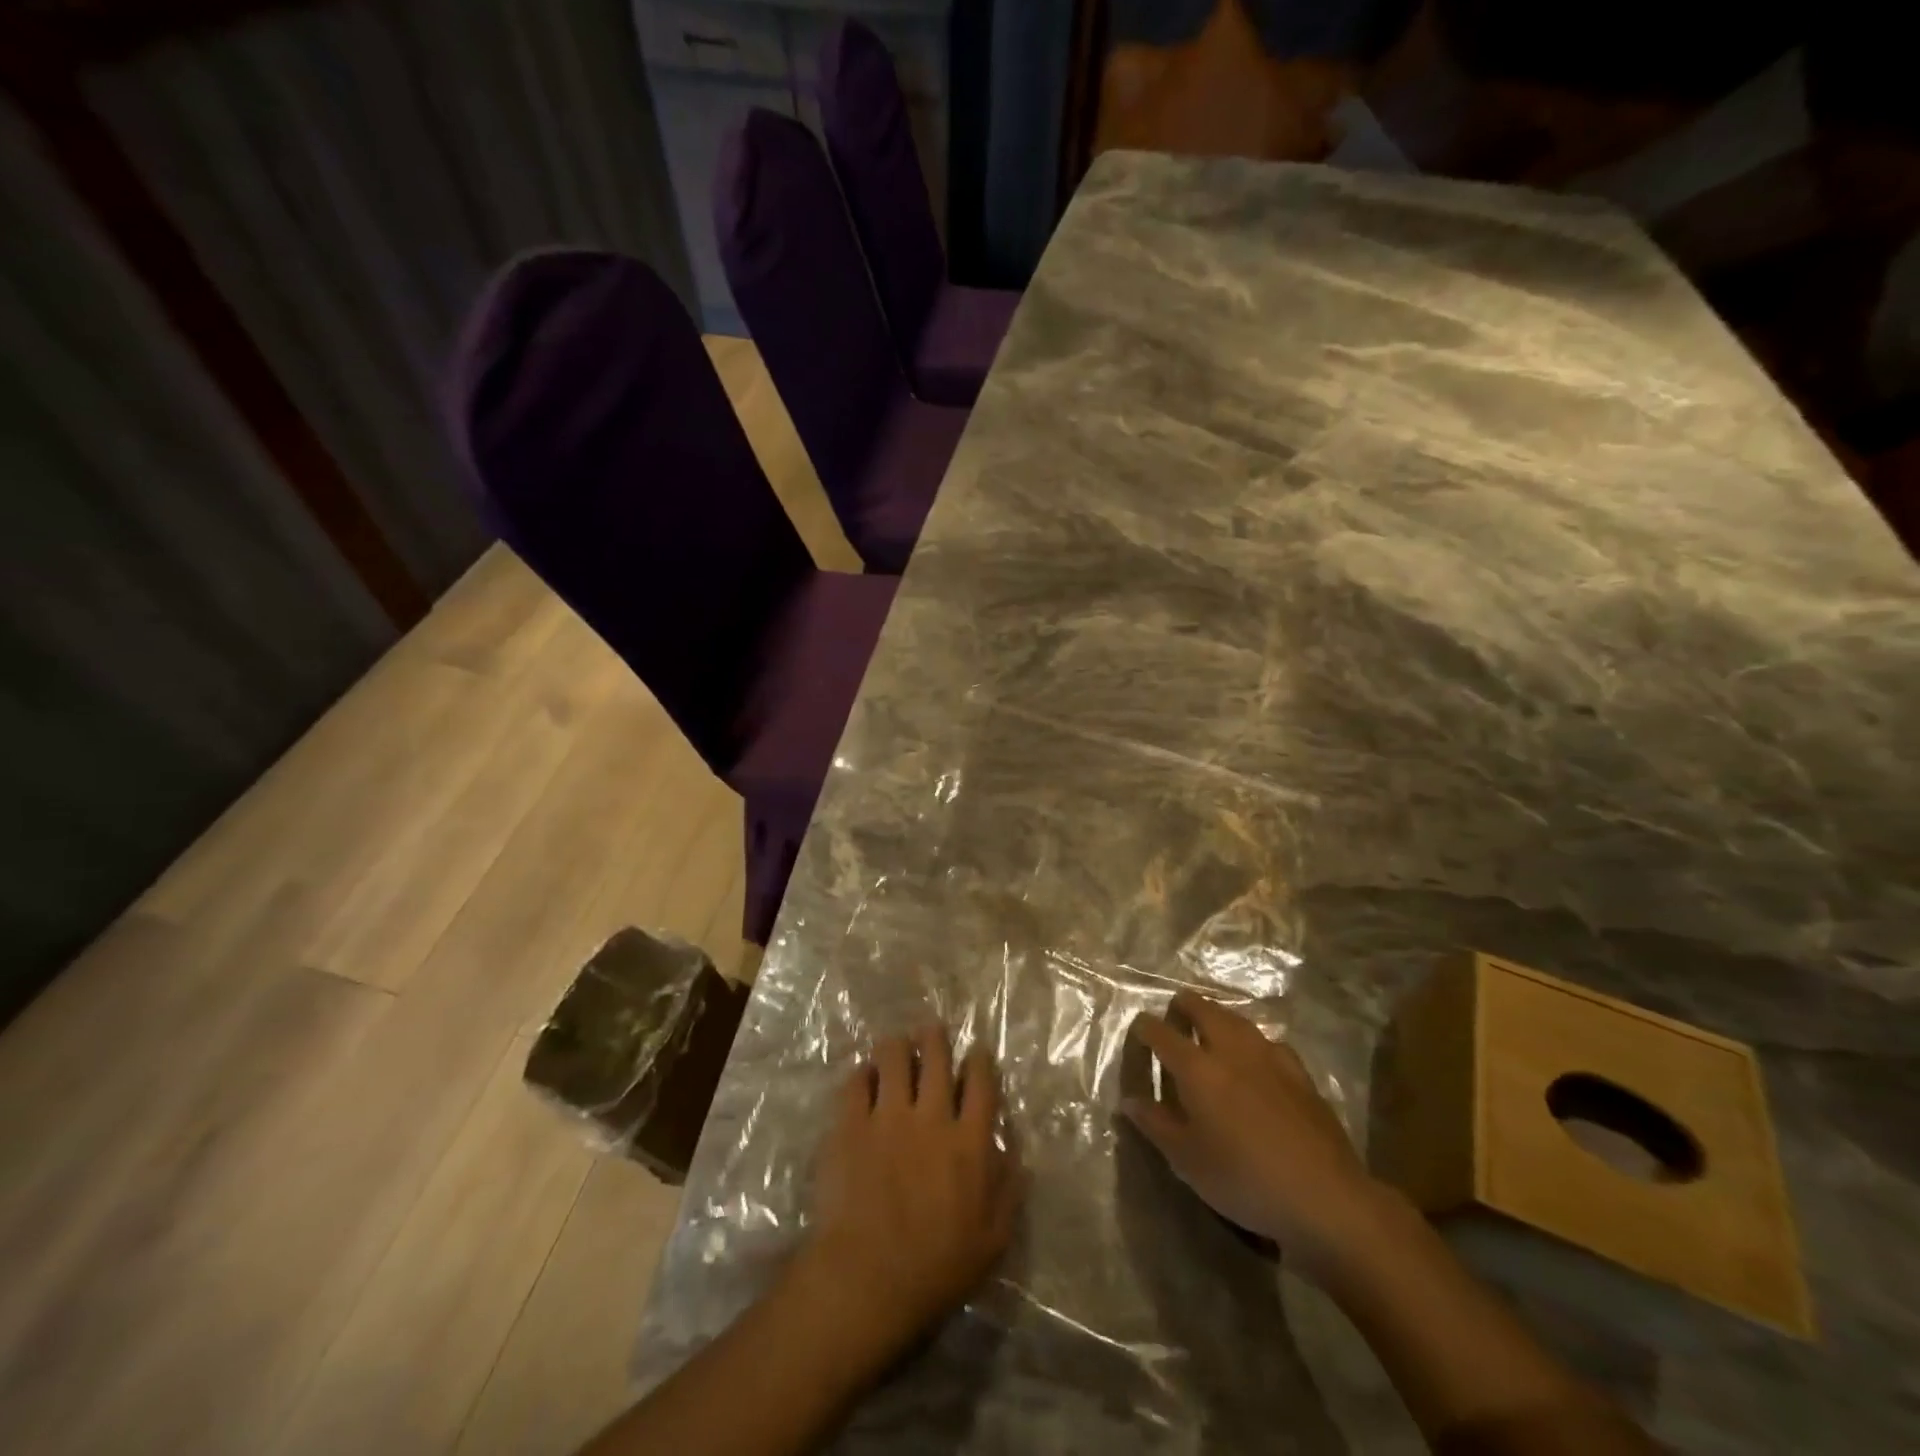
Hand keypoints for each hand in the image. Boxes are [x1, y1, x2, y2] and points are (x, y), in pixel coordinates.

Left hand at [799, 1028, 1023, 1365]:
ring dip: (897, 1045)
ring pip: (893, 1056)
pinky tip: (864, 1077)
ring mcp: (888, 1116)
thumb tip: (1015, 1153)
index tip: (975, 1052)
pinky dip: (862, 1074)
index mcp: (970, 1142)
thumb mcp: (993, 1241)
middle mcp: (932, 1117)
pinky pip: (856, 1081)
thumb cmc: (936, 1268)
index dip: (979, 1059)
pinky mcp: (850, 1125)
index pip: (981, 1082)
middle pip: (936, 1055)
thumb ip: (1009, 1190)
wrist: (867, 1280)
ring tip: (896, 1046)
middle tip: (930, 1031)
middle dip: (934, 1036)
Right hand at [1123, 990, 1388, 1282]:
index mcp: (1197, 1068)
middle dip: (1183, 1006)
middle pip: (1203, 1009)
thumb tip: (1130, 1101)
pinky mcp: (1299, 1072)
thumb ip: (1156, 1125)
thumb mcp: (1188, 1161)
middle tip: (1174, 1017)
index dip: (1145, 1027)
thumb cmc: (1244, 1179)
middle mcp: (1231, 1050)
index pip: (1161, 1033)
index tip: (1138, 1030)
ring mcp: (1269, 1057)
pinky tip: (1256, 1059)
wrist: (1325, 1197)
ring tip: (1210, 1028)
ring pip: (1237, 1019)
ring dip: (1217, 1017)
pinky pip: (1268, 1042)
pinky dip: (1253, 1042)